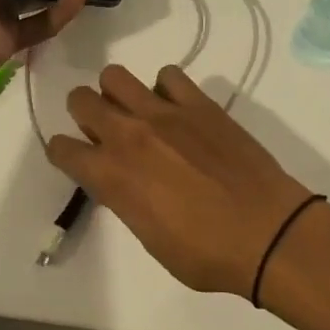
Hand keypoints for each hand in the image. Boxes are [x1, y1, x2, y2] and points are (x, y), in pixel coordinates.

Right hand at [47, 64, 317, 296]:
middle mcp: (128, 135)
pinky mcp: (198, 103)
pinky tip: (178, 109)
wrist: (267, 233)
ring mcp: (164, 113)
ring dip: (117, 93)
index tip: (75, 158)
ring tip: (138, 113)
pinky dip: (165, 89)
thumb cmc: (206, 253)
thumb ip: (125, 199)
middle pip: (80, 99)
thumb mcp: (149, 238)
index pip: (62, 148)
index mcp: (111, 175)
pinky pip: (168, 75)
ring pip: (115, 76)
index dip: (63, 152)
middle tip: (105, 130)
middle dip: (84, 113)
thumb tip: (121, 180)